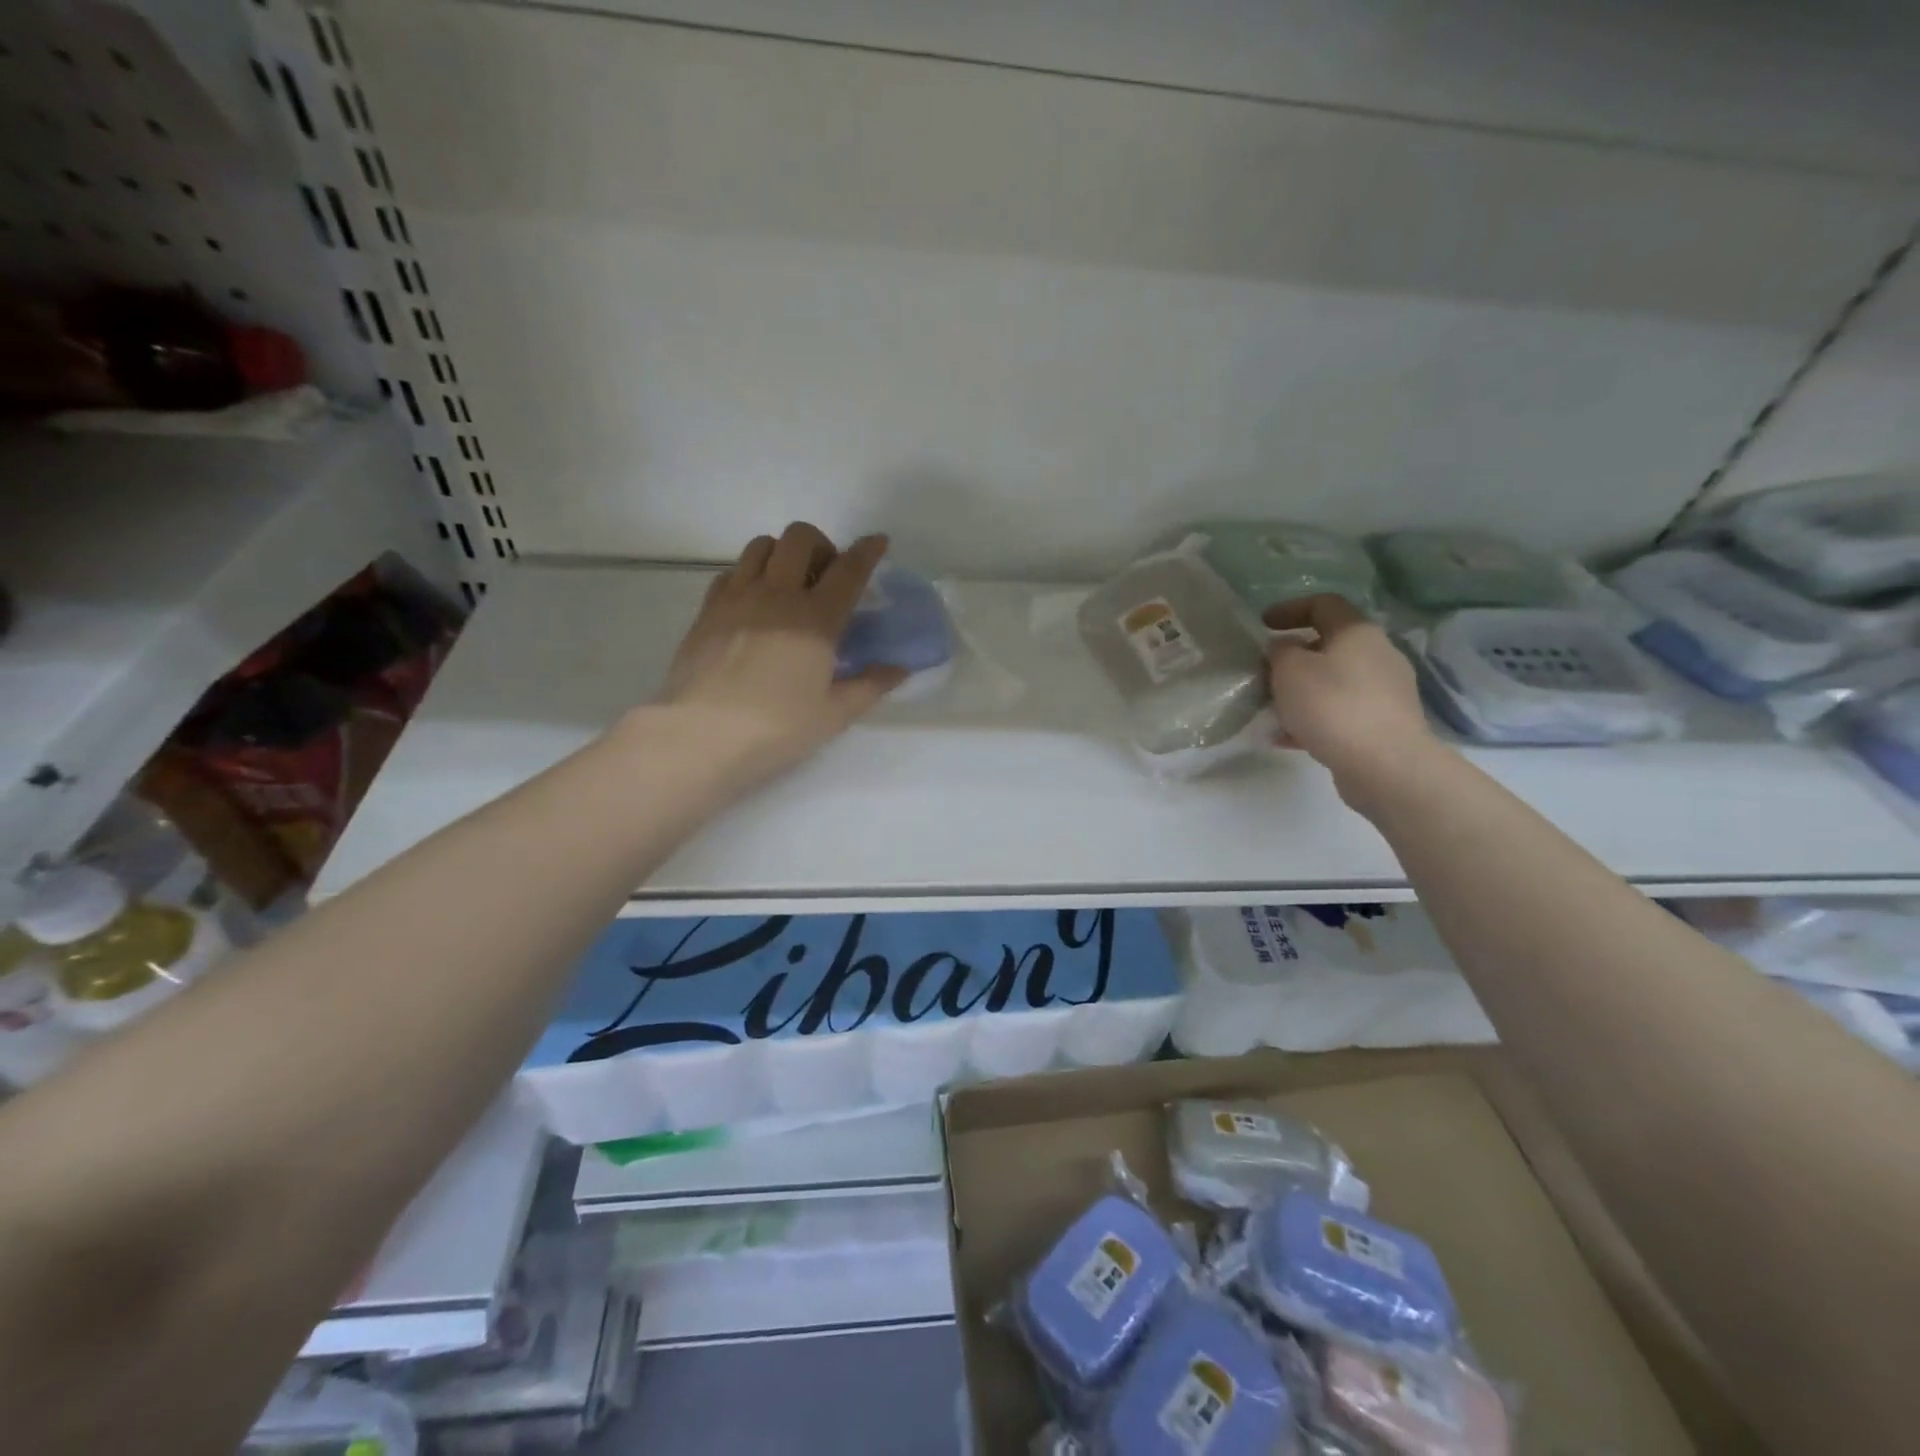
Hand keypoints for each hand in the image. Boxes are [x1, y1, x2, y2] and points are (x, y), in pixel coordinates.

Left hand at [652, 523, 905, 786]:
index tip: (878, 542)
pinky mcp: (708, 609)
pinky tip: (754, 602)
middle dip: (820, 545)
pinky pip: (732, 571)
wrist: (701, 735)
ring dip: (782, 554)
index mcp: (816, 618)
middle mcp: (777, 594)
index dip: (868, 551)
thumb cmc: (776, 728)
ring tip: (788, 583)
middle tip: (826, 575)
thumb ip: (870, 685)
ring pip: (761, 545)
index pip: (848, 570)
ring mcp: (737, 597)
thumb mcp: (834, 714)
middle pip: (799, 538)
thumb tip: (899, 668)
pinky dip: (749, 574)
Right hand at [1263, 594, 1442, 812]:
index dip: (1289, 609)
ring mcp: (1385, 691)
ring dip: (1301, 691)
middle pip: (1329, 645)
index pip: (1323, 604)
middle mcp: (1378, 654)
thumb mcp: (1289, 670)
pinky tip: (1287, 738)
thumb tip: (1285, 648)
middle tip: (1265, 672)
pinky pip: (1340, 712)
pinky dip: (1313, 719)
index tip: (1262, 625)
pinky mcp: (1383, 724)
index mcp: (1357, 632)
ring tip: (1272, 709)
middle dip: (1293, 657)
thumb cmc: (1332, 706)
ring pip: (1333, 682)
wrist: (1384, 765)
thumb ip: (1280, 652)